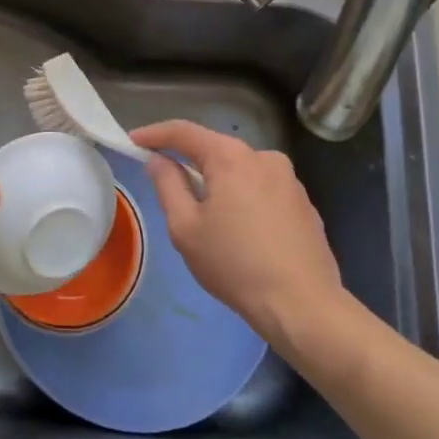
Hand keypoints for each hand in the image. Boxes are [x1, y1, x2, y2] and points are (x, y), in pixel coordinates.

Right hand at [132, 120, 343, 337]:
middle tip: (169, 187)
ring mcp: (290, 180)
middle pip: (215, 150)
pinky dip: (245, 200)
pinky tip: (244, 234)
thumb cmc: (234, 265)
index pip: (183, 132)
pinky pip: (263, 190)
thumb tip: (159, 160)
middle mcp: (263, 157)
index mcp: (231, 157)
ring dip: (220, 184)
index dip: (154, 134)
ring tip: (210, 220)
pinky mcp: (305, 204)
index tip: (133, 142)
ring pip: (241, 171)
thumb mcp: (185, 227)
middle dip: (190, 163)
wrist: (303, 306)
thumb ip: (168, 185)